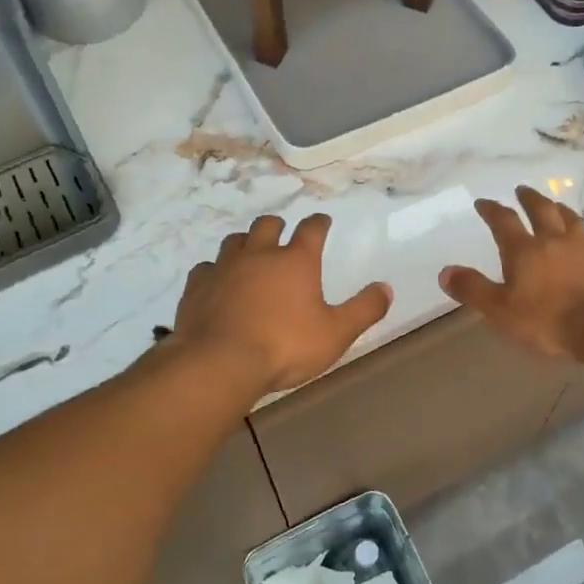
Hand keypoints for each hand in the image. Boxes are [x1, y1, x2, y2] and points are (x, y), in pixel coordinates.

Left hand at [173, 214, 392, 393]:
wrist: (220, 362)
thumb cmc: (285, 346)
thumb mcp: (336, 333)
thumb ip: (364, 309)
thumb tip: (386, 288)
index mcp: (296, 261)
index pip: (311, 229)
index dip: (319, 223)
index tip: (323, 220)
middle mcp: (259, 254)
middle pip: (267, 225)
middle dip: (278, 226)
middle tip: (283, 233)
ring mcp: (224, 268)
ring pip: (234, 241)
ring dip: (245, 243)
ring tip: (250, 254)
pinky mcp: (197, 287)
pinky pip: (206, 268)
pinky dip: (215, 271)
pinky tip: (216, 282)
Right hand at [440, 186, 583, 360]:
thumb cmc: (549, 320)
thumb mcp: (500, 311)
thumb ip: (473, 289)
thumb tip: (444, 271)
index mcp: (524, 251)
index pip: (503, 222)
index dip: (492, 210)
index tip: (484, 202)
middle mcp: (555, 240)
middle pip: (541, 210)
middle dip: (529, 198)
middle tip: (522, 189)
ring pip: (572, 219)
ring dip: (560, 209)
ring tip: (555, 204)